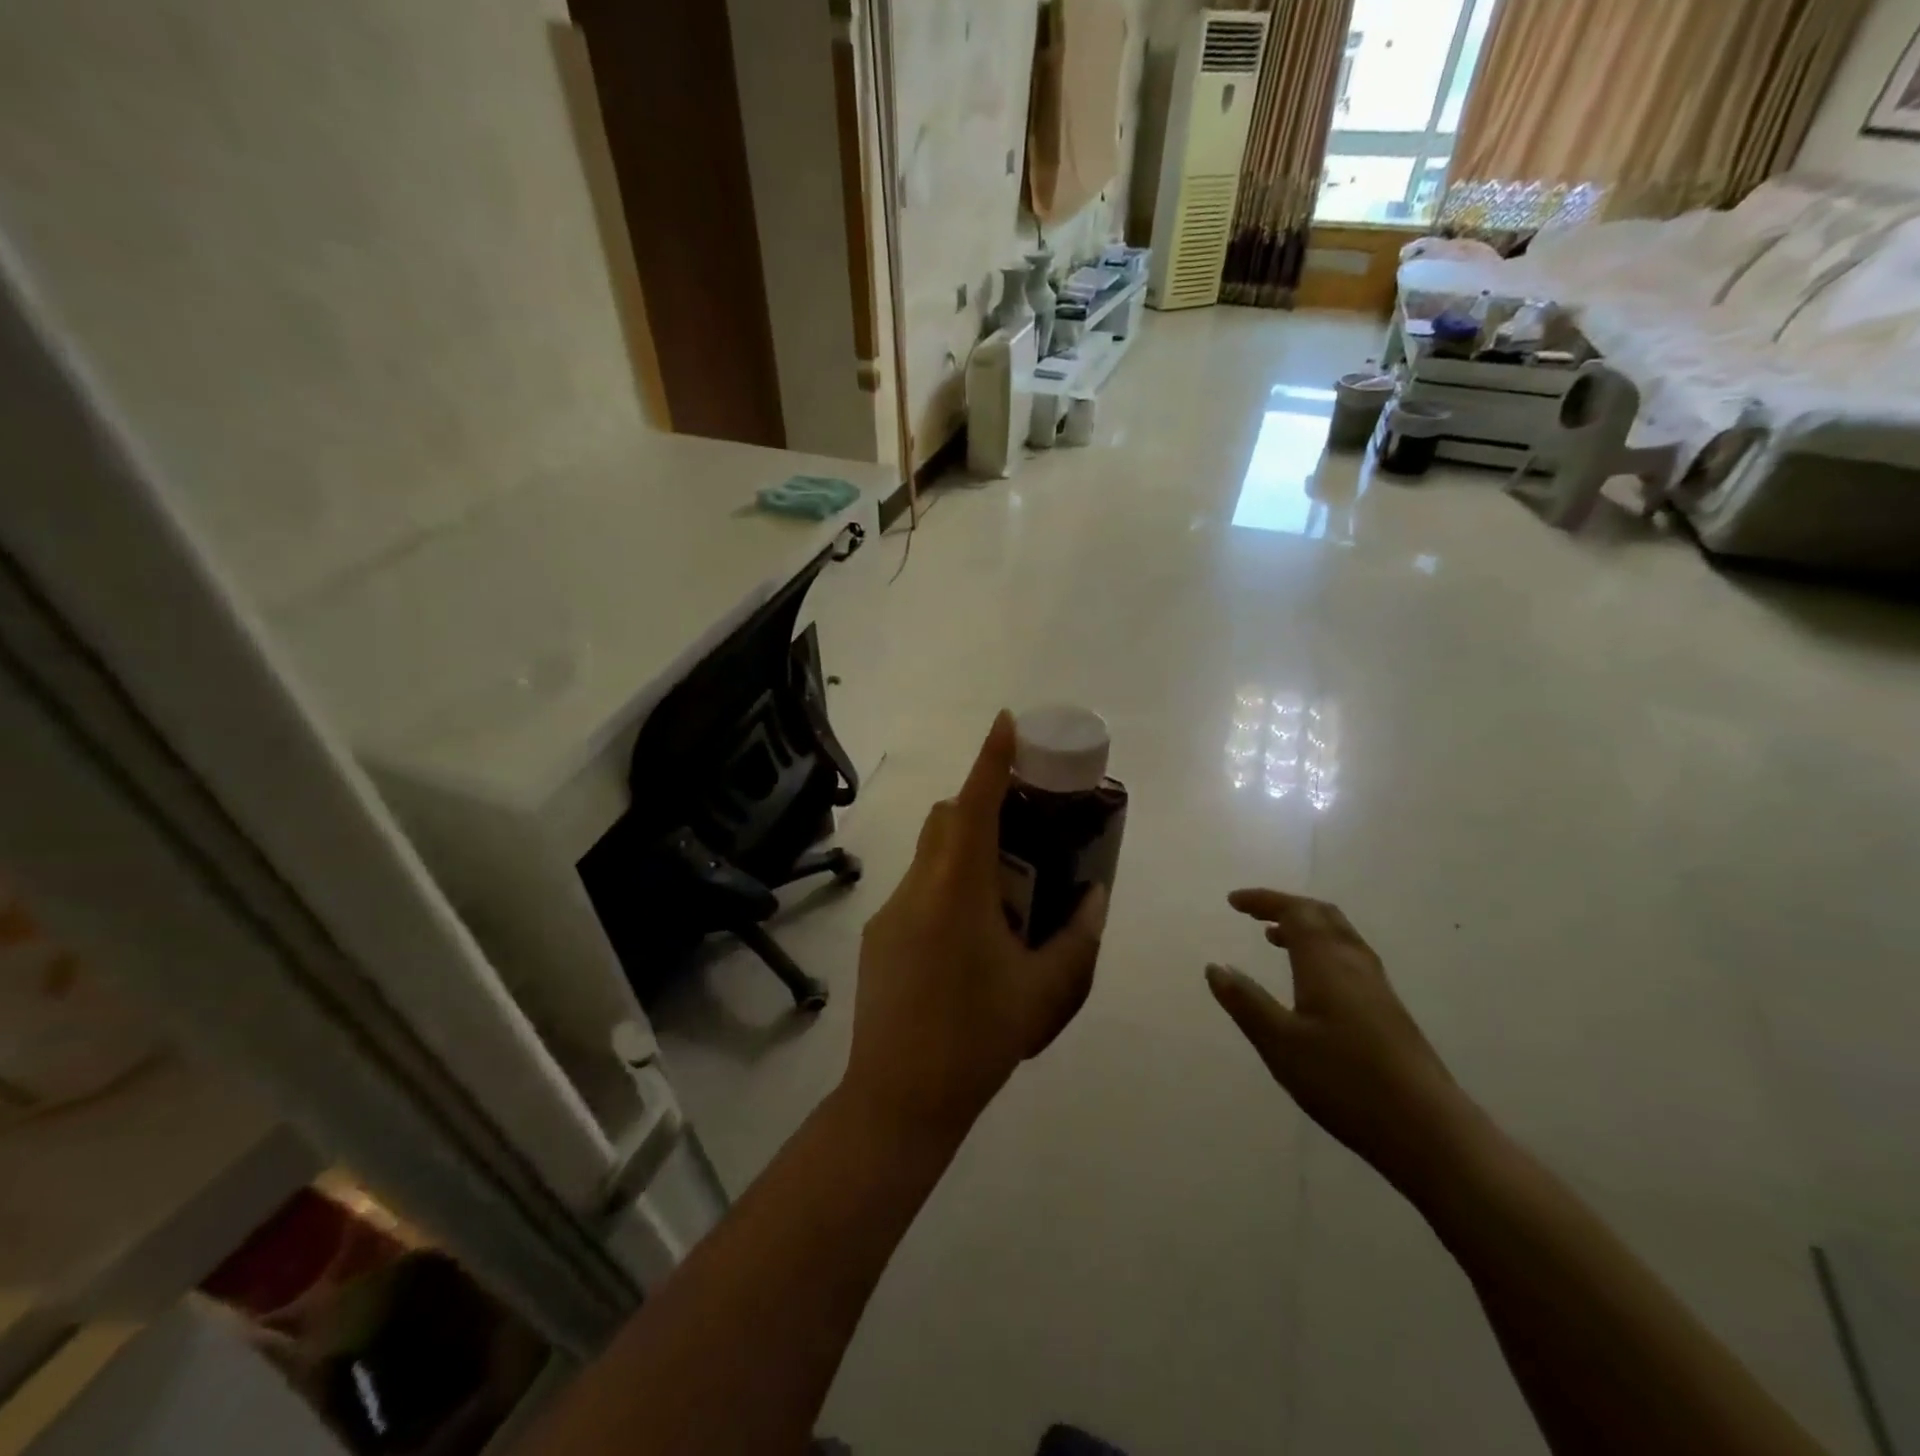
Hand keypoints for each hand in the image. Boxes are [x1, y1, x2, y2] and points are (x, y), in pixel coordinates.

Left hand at [844, 711, 1106, 1139]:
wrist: (898, 1098)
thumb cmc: (978, 1039)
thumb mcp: (1043, 992)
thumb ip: (1077, 939)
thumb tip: (1095, 898)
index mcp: (958, 892)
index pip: (973, 806)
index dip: (990, 760)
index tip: (1005, 723)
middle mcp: (918, 888)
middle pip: (946, 820)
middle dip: (981, 805)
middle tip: (1023, 827)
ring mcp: (891, 911)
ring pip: (930, 855)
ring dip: (966, 850)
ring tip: (1004, 892)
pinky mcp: (878, 937)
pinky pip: (918, 889)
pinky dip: (947, 885)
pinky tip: (969, 937)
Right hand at [1206, 889, 1470, 1189]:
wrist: (1429, 1131)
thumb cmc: (1345, 1082)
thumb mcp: (1281, 1044)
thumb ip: (1246, 1003)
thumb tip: (1215, 967)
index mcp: (1326, 964)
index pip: (1295, 912)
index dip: (1264, 900)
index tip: (1233, 901)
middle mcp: (1354, 964)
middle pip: (1322, 916)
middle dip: (1286, 907)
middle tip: (1253, 913)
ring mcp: (1377, 988)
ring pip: (1340, 936)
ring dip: (1306, 927)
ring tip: (1274, 938)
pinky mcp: (1389, 1011)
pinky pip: (1349, 957)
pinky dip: (1322, 949)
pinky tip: (1312, 981)